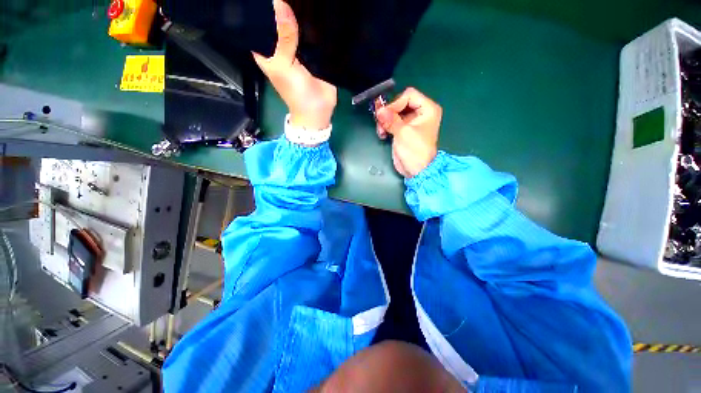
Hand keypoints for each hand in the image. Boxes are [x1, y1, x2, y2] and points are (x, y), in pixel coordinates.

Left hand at [252, 0, 336, 129]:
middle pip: (278, 21)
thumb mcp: (283, 65)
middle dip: (282, 6)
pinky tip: (318, 9)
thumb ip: (283, 38)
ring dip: (301, 13)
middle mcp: (282, 46)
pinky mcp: (315, 52)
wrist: (318, 109)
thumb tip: (280, 3)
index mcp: (267, 49)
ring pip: (297, 25)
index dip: (261, 8)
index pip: (258, 23)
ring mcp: (300, 48)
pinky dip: (315, 25)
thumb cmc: (295, 92)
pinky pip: (314, 35)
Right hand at [375, 88, 441, 177]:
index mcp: (427, 109)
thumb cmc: (415, 151)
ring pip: (394, 112)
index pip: (409, 95)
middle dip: (389, 112)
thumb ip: (391, 120)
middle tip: (380, 122)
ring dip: (385, 120)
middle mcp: (420, 113)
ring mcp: (411, 122)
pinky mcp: (403, 130)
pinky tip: (382, 134)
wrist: (416, 171)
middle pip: (400, 103)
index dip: (396, 103)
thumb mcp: (403, 133)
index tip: (386, 115)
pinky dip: (385, 126)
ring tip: (381, 131)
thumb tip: (379, 110)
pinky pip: (391, 122)